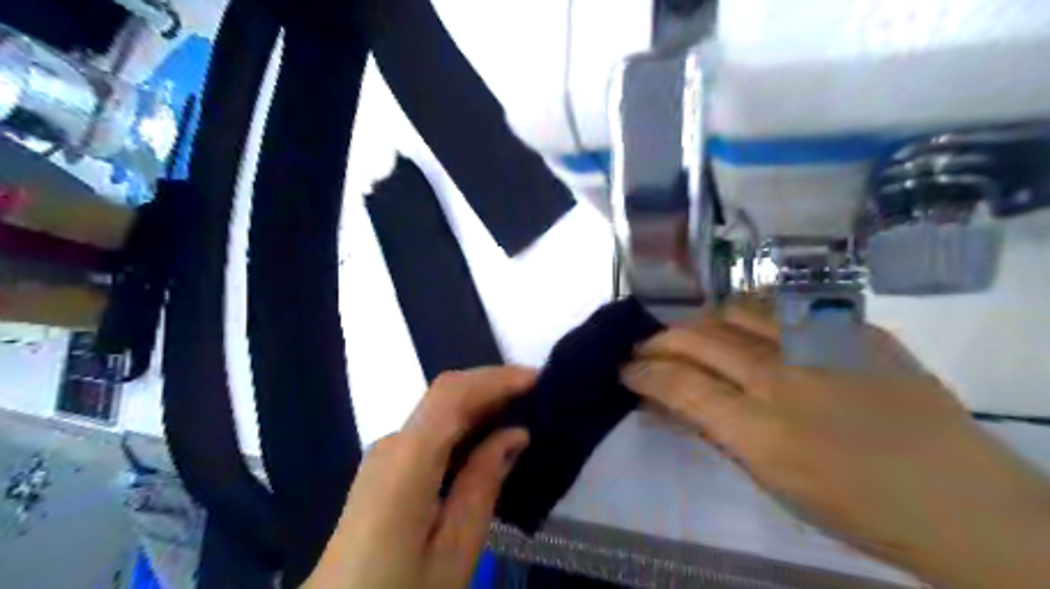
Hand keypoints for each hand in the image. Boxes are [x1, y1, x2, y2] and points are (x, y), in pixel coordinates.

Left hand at [302, 367, 533, 588]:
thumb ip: (483, 484)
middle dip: (493, 386)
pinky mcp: (387, 465)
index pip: (452, 395)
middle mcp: (392, 445)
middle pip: (445, 394)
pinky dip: (466, 421)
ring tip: (524, 410)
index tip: (538, 380)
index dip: (496, 379)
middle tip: (539, 395)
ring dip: (482, 401)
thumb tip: (514, 434)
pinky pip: (432, 429)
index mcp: (407, 463)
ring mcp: (386, 453)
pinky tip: (490, 435)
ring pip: (439, 409)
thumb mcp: (454, 550)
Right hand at [618, 302, 1049, 585]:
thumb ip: (714, 431)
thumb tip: (668, 402)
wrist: (957, 497)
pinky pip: (781, 308)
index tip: (626, 371)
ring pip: (734, 310)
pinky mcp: (852, 327)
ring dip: (699, 321)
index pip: (678, 384)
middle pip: (698, 337)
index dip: (642, 372)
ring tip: (690, 334)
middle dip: (658, 341)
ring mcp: (821, 343)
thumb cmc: (853, 506)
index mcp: (761, 430)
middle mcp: (784, 376)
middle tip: (645, 349)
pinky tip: (742, 327)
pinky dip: (747, 315)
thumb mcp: (769, 480)